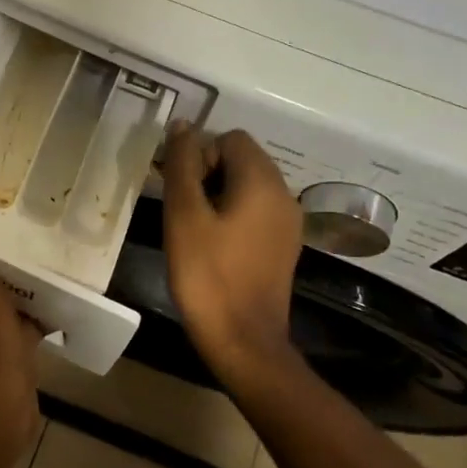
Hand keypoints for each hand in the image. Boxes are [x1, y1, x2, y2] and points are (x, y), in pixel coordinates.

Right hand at [159, 124, 302, 386]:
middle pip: (242, 160)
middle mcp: (283, 195)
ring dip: (217, 195)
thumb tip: (182, 125)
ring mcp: (288, 223)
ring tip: (191, 227)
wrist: (243, 341)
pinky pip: (256, 212)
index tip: (179, 187)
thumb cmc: (208, 275)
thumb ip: (182, 165)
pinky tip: (212, 245)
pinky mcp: (283, 246)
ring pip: (247, 187)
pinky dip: (232, 215)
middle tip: (179, 206)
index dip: (199, 154)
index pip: (231, 139)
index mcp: (263, 182)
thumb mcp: (184, 215)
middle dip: (207, 172)